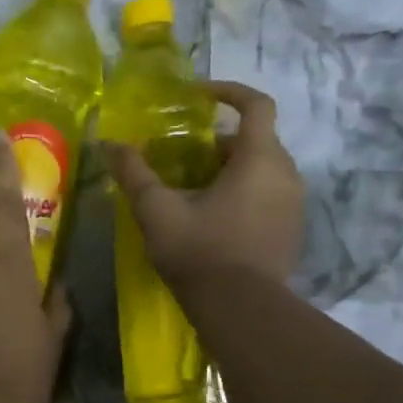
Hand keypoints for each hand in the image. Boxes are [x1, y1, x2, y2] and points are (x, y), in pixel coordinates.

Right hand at [103, 80, 303, 287]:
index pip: (256, 104)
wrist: (242, 310)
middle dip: (219, 141)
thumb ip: (134, 173)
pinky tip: (213, 219)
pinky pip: (268, 196)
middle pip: (255, 140)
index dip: (227, 91)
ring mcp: (294, 205)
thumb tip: (109, 144)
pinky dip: (243, 193)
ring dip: (230, 169)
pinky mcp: (292, 231)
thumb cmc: (200, 251)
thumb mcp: (158, 210)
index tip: (197, 96)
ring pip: (262, 170)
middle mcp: (286, 174)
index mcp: (260, 159)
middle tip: (183, 157)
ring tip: (193, 189)